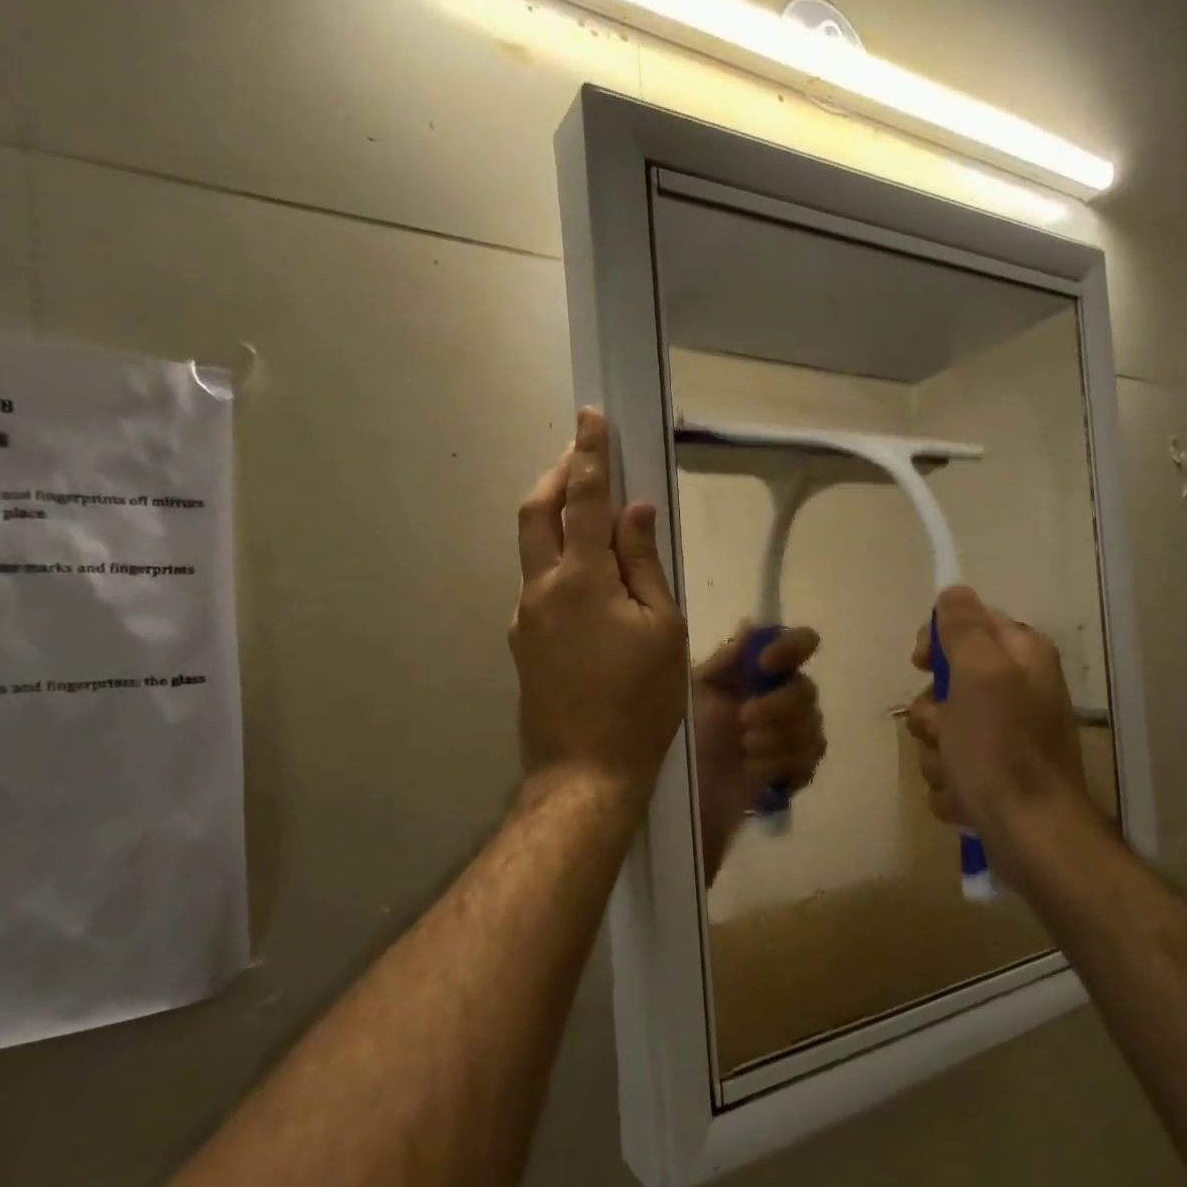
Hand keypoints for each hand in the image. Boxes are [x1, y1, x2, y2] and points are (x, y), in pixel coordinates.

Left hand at [510, 408, 688, 799]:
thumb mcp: (662, 628)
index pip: (583, 499)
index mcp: (581, 579)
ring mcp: (525, 617)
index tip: (591, 416)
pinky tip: (587, 579)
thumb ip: (645, 564)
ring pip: (532, 547)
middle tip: (581, 456)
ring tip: (588, 513)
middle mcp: (541, 588)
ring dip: (554, 516)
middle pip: (537, 511)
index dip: (589, 454)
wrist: (586, 770)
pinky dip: (558, 560)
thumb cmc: (640, 700)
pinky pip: (538, 583)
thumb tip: (636, 512)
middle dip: (557, 474)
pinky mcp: (523, 642)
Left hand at [692, 625, 827, 846]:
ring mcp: (790, 737)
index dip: (792, 648)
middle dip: (779, 705)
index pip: (799, 645)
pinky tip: (755, 770)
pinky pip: (809, 759)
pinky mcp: (792, 772)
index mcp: (757, 675)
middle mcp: (780, 700)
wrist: (678, 798)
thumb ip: (725, 662)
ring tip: (745, 749)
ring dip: (777, 738)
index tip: (766, 664)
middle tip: (745, 719)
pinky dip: (782, 763)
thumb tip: (751, 626)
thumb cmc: (681, 738)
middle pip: (807, 690)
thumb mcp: (694, 693)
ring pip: (813, 726)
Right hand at [904, 586, 1098, 853]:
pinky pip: (950, 767)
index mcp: (1022, 658)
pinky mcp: (995, 777)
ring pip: (943, 729)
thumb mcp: (979, 675)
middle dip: (932, 711)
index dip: (939, 640)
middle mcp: (1018, 692)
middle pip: (948, 682)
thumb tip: (953, 591)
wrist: (1031, 836)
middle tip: (942, 729)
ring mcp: (1007, 738)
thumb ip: (964, 628)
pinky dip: (950, 784)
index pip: (970, 622)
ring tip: (955, 772)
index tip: (921, 663)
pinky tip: (964, 797)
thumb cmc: (1001, 749)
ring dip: (936, 752)